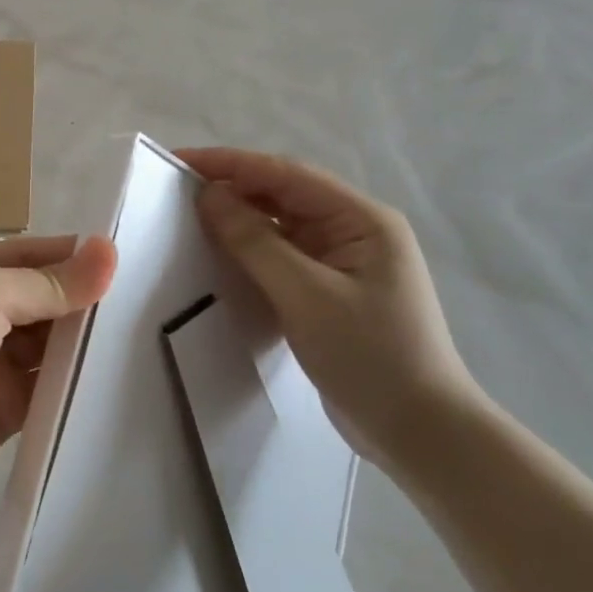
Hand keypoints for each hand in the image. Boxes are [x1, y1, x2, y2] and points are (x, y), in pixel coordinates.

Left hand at [0, 235, 116, 536]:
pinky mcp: (0, 414)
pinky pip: (45, 391)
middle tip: (142, 297)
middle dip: (80, 297)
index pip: (23, 255)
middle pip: (36, 299)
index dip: (69, 254)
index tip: (123, 258)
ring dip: (81, 340)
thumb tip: (107, 252)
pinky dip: (73, 384)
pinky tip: (113, 376)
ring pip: (44, 345)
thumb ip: (45, 282)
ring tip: (139, 332)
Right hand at [179, 147, 482, 466]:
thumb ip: (255, 242)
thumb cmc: (369, 356)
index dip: (230, 164)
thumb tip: (209, 196)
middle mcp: (354, 230)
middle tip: (174, 191)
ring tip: (189, 217)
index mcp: (362, 219)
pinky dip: (251, 251)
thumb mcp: (306, 295)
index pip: (286, 175)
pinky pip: (283, 256)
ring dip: (240, 219)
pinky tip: (221, 254)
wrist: (418, 431)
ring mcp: (343, 262)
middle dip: (232, 187)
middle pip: (284, 195)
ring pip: (282, 226)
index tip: (179, 161)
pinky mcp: (330, 291)